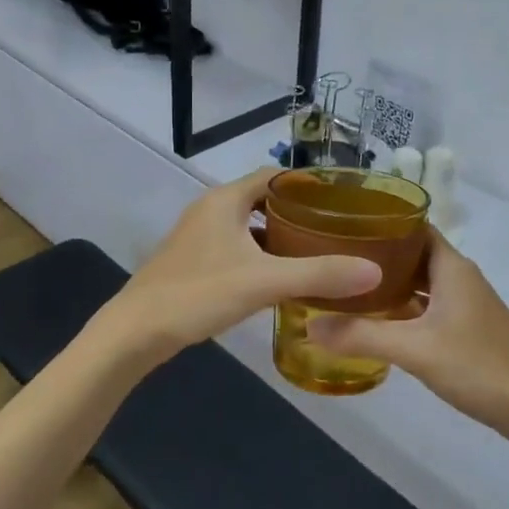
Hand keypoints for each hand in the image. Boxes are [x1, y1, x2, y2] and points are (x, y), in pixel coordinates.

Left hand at [102, 169, 381, 357]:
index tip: (343, 200)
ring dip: (280, 236)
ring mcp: (200, 236)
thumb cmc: (198, 293)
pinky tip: (281, 278)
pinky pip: (237, 247)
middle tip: (337, 229)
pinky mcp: (194, 261)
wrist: (135, 332)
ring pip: (250, 226)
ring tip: (318, 251)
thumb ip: (318, 274)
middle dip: (299, 212)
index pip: (275, 176)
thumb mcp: (263, 282)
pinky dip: (261, 256)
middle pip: (264, 200)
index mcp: (225, 200)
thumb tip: (373, 271)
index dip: (308, 184)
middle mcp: (211, 209)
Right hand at [306, 229, 508, 443]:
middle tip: (331, 257)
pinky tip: (376, 323)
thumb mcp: (416, 350)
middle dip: (375, 254)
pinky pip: (427, 307)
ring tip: (344, 287)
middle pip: (412, 253)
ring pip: (419, 283)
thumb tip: (309, 327)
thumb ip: (362, 336)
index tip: (340, 223)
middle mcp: (458, 277)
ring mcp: (465, 304)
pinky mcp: (467, 329)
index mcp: (451, 266)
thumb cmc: (481, 366)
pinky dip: (402, 309)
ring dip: (388, 284)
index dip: (380, 220)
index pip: (412, 225)